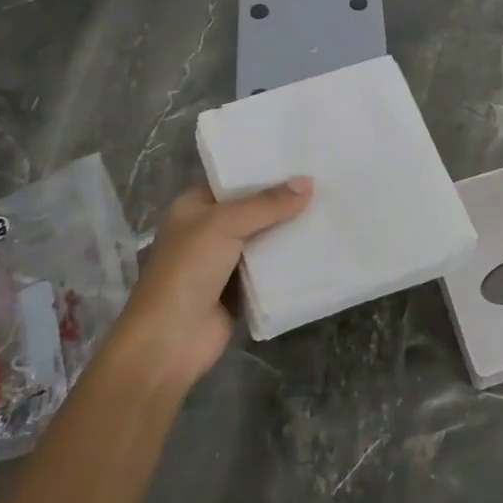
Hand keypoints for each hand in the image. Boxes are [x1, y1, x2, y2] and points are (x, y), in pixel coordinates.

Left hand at [106, 179, 312, 391]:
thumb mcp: (224, 225)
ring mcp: (225, 262)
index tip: (304, 161)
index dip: (266, 172)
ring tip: (332, 211)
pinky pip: (271, 269)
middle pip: (254, 210)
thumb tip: (308, 183)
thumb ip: (266, 204)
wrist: (170, 341)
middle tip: (327, 184)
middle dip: (285, 202)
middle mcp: (209, 231)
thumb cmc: (188, 271)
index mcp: (194, 208)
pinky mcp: (241, 290)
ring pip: (265, 240)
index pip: (234, 182)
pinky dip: (290, 263)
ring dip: (291, 232)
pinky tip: (321, 249)